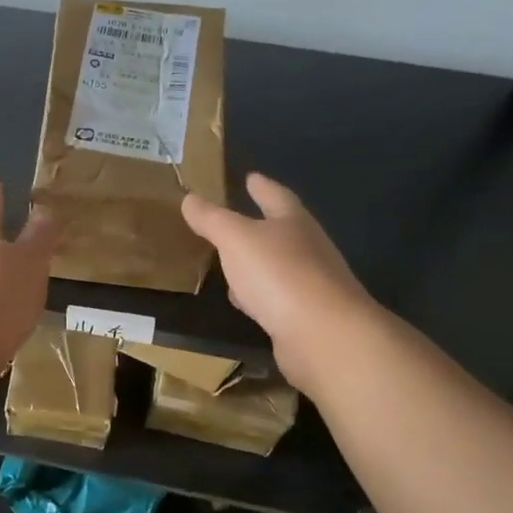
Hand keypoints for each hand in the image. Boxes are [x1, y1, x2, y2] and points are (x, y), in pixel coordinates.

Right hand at [181, 173, 376, 386]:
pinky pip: (276, 299)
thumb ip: (212, 219)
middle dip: (262, 225)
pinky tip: (245, 302)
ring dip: (257, 264)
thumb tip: (189, 198)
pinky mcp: (307, 317)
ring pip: (278, 267)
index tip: (251, 177)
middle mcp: (308, 249)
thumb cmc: (279, 273)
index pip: (276, 196)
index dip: (262, 186)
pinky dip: (259, 296)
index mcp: (294, 223)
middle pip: (283, 231)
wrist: (323, 334)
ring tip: (233, 263)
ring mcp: (311, 284)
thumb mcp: (236, 239)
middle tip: (237, 219)